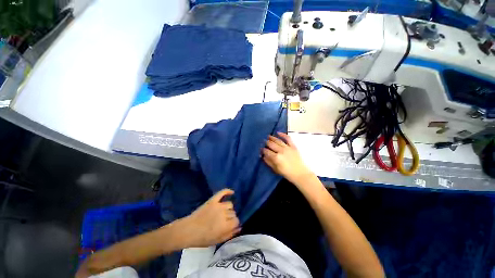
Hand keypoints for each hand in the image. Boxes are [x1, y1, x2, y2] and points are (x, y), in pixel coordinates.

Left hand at [179, 189, 240, 247]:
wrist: (187, 230)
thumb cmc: (202, 238)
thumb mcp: (217, 241)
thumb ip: (229, 234)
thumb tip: (239, 228)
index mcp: (225, 225)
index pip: (236, 221)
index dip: (234, 224)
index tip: (230, 226)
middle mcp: (224, 214)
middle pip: (233, 213)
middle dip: (230, 218)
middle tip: (224, 221)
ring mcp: (218, 205)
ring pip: (230, 204)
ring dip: (228, 209)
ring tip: (223, 213)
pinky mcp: (213, 200)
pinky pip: (222, 193)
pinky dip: (227, 191)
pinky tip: (232, 192)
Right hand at [263, 132, 312, 184]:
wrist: (300, 173)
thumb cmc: (287, 173)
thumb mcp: (275, 169)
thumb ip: (268, 162)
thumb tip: (263, 156)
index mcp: (276, 157)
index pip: (266, 151)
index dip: (262, 150)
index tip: (261, 149)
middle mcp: (280, 151)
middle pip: (271, 144)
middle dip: (266, 143)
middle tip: (263, 142)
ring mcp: (287, 147)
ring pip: (277, 140)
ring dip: (272, 138)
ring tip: (268, 136)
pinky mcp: (293, 146)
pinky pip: (288, 138)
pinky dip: (283, 135)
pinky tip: (278, 133)